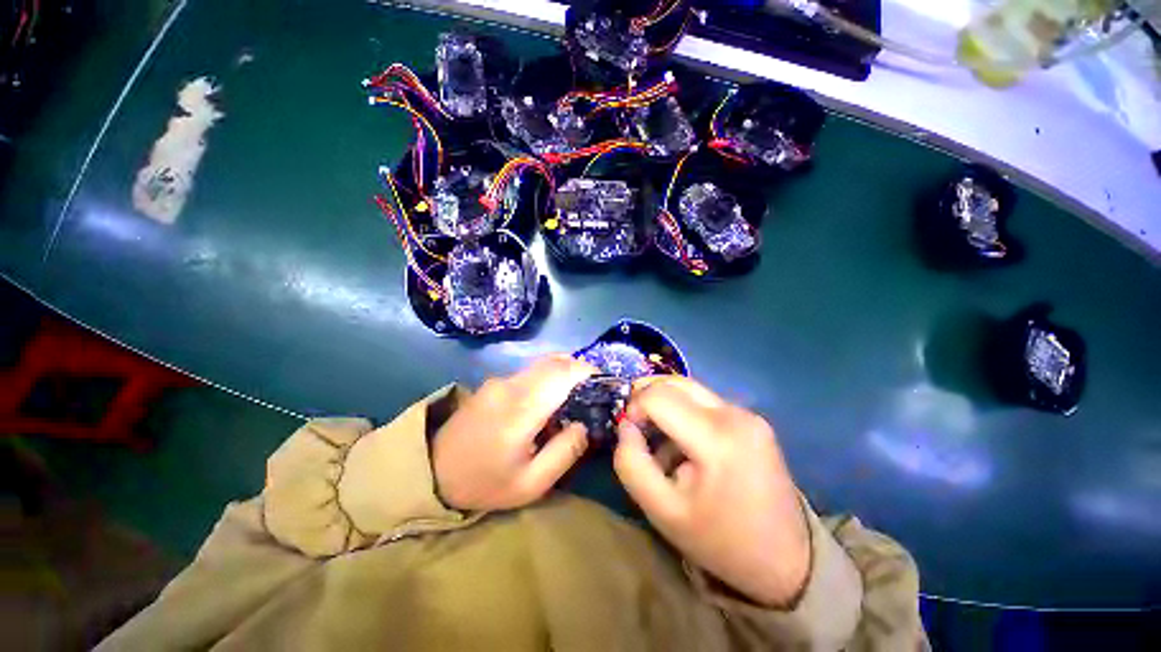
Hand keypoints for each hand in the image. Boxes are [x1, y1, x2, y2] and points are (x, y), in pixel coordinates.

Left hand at [433, 355, 595, 510]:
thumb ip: (564, 452)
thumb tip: (585, 424)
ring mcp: (499, 381)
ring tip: (577, 392)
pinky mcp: (493, 383)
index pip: (561, 374)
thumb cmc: (485, 483)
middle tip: (594, 387)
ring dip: (563, 370)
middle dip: (579, 368)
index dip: (586, 371)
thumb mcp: (531, 483)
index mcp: (521, 410)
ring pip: (541, 364)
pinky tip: (551, 396)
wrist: (433, 473)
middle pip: (553, 362)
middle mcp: (510, 386)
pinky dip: (548, 375)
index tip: (604, 380)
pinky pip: (528, 371)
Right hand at [613, 376, 810, 607]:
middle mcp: (736, 414)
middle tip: (638, 429)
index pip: (658, 396)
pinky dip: (684, 413)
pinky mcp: (752, 419)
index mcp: (717, 438)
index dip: (634, 408)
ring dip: (665, 406)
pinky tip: (684, 444)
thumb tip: (626, 426)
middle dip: (647, 399)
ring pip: (688, 389)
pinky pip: (705, 402)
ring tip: (661, 441)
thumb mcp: (662, 511)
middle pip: (674, 383)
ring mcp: (748, 414)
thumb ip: (632, 463)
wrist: (787, 561)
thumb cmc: (719, 540)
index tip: (629, 434)